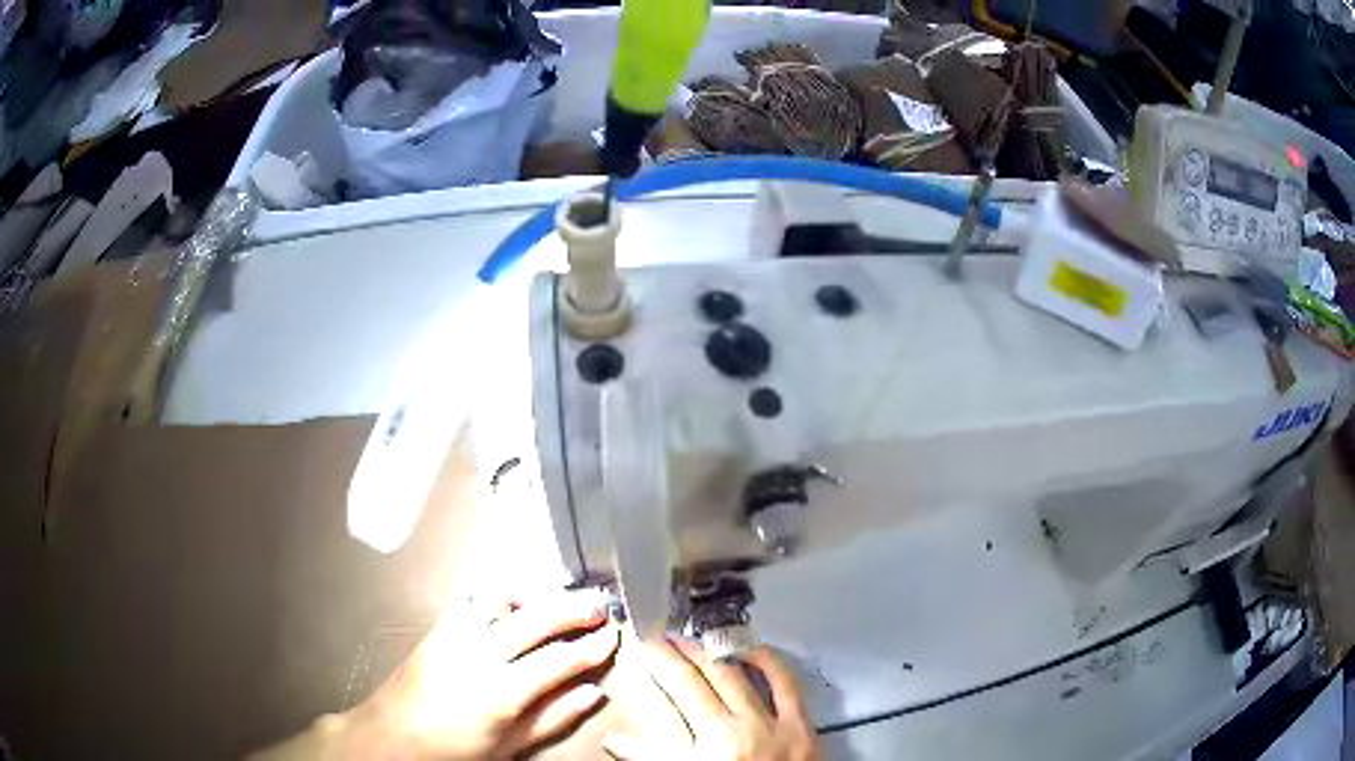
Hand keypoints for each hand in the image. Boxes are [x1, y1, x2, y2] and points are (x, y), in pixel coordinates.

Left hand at [339, 591, 619, 758]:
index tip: (614, 636)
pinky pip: (474, 602)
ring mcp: (455, 635)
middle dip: (573, 608)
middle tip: (600, 604)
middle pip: (537, 619)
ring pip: (506, 601)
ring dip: (538, 594)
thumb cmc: (453, 751)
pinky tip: (513, 601)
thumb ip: (552, 718)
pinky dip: (501, 597)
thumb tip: (592, 693)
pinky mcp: (438, 629)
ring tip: (563, 596)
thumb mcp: (508, 747)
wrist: (391, 736)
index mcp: (502, 690)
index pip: (559, 659)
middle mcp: (480, 653)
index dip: (591, 646)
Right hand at [604, 639, 821, 760]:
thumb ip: (652, 759)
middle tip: (659, 639)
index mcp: (698, 756)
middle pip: (693, 684)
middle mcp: (730, 735)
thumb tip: (614, 739)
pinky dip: (768, 662)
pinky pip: (784, 684)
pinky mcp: (800, 725)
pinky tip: (751, 650)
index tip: (641, 652)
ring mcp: (768, 727)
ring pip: (731, 677)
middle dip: (672, 656)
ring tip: (691, 640)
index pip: (664, 703)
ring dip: (708, 653)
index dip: (652, 672)